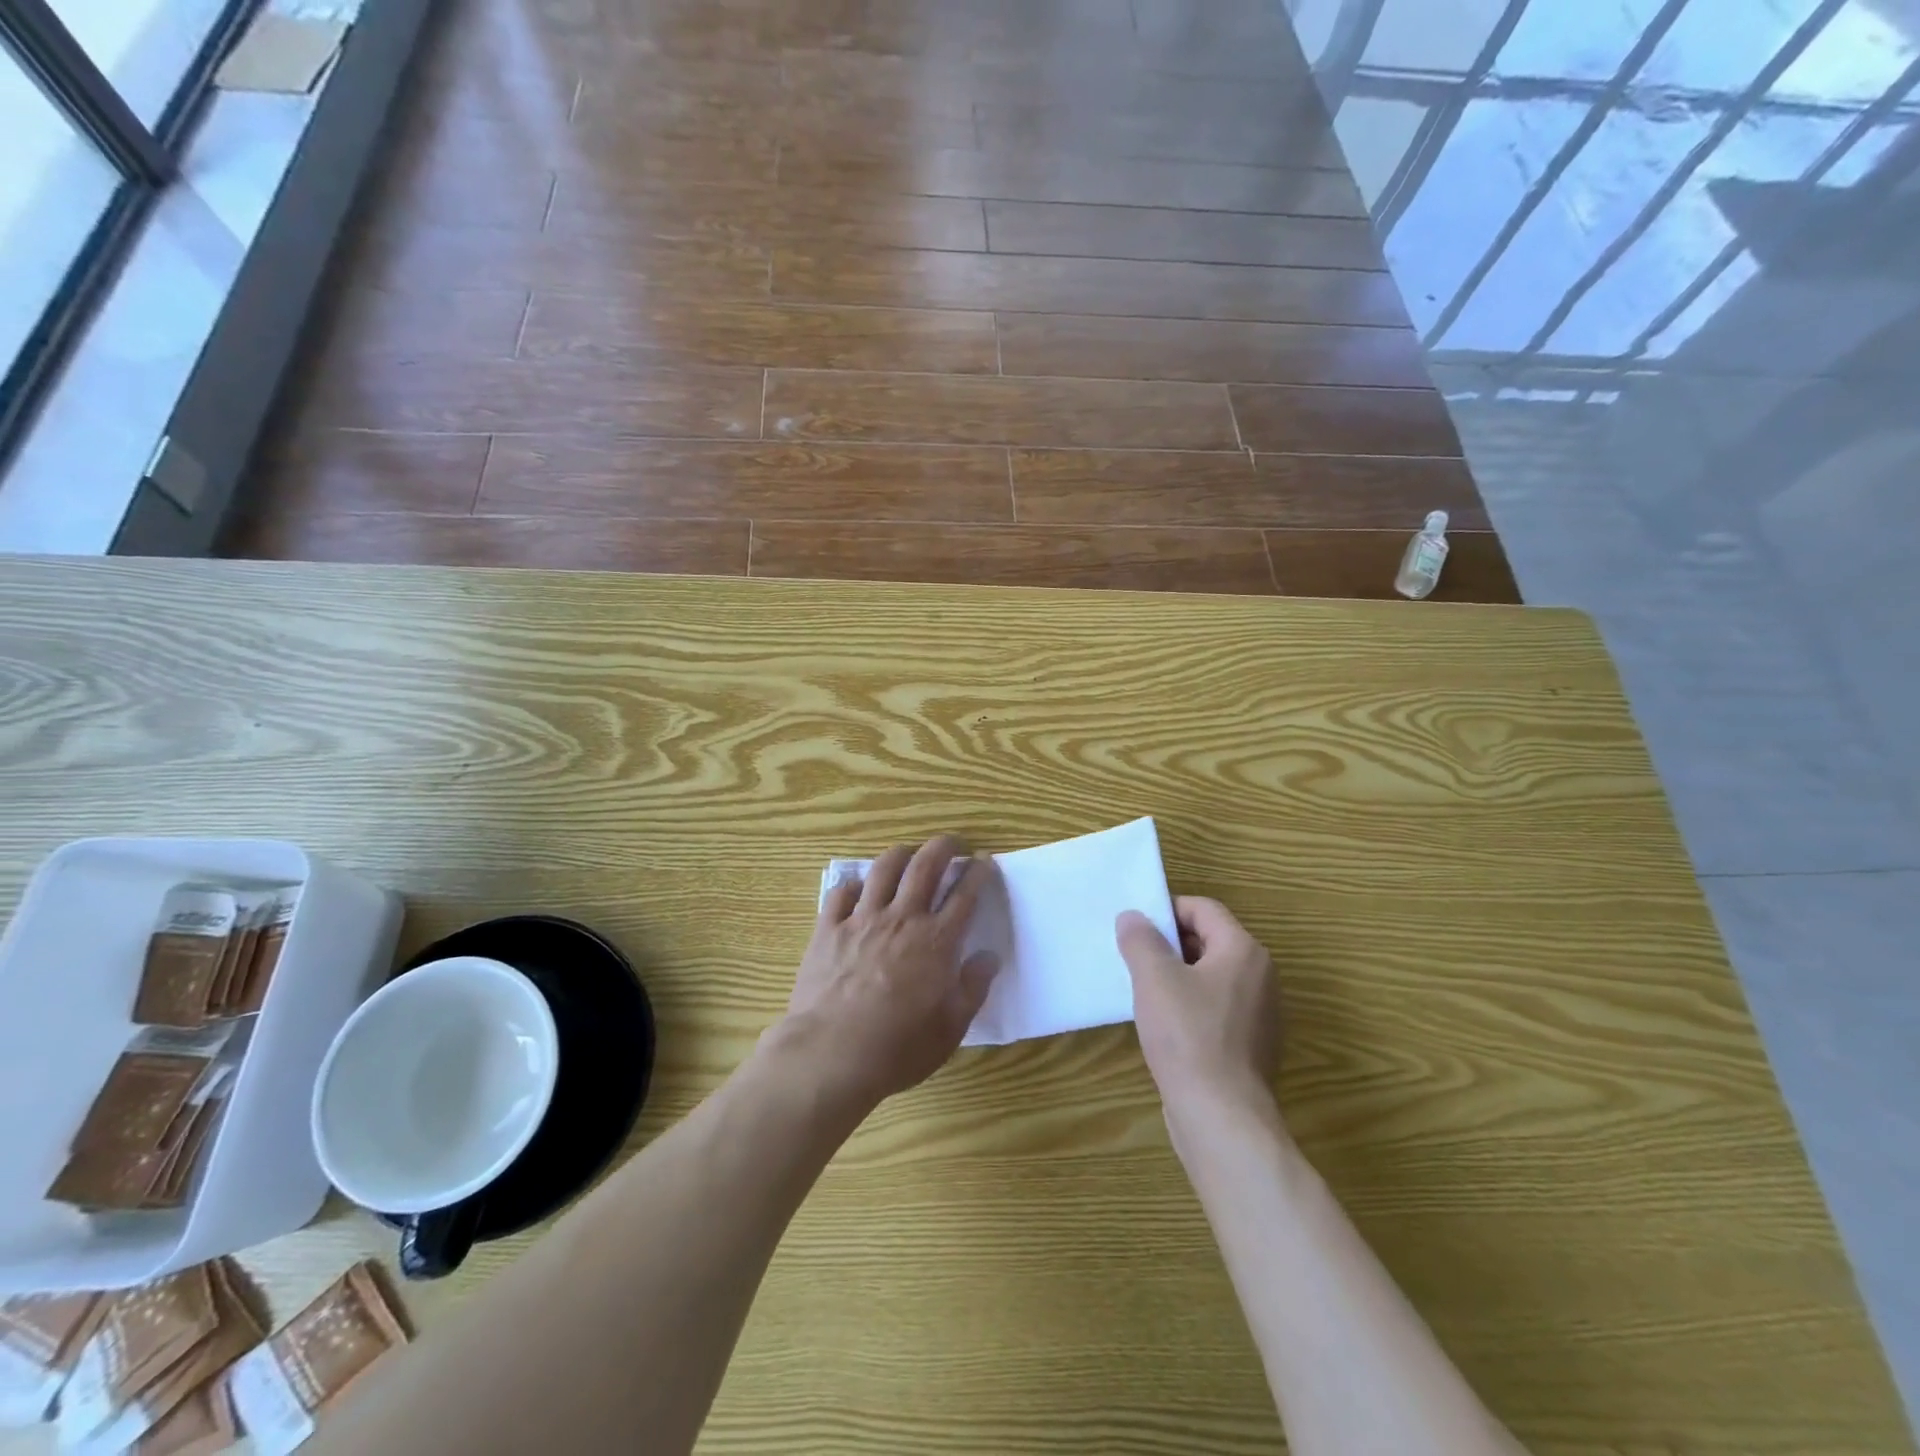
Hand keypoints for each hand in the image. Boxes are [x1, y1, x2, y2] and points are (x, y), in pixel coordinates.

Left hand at [779, 835, 1001, 1113]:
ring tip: (908, 853)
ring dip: (900, 854)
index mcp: (936, 941)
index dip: (977, 873)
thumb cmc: (898, 1046)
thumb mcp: (950, 1027)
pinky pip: (840, 893)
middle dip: (943, 847)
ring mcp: (862, 919)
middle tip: (952, 844)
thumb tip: (989, 956)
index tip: (983, 861)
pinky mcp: (828, 929)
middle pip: (925, 866)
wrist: (832, 1053)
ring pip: (883, 869)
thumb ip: (973, 987)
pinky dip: (853, 884)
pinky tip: (858, 888)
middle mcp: (902, 919)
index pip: (964, 895)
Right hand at [1116, 897, 1280, 1117]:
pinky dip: (1188, 1006)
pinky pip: (1214, 1008)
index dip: (1166, 910)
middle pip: (1209, 940)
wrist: (1221, 1118)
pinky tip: (1163, 1026)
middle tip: (1133, 957)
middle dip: (1168, 944)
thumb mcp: (1155, 978)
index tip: (1135, 928)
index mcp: (1243, 951)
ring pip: (1210, 976)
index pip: (1203, 909)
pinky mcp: (1249, 1045)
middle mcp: (1259, 976)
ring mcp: (1258, 1014)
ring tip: (1142, 990)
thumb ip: (1141, 940)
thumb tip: (1133, 917)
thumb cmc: (1188, 1037)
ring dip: (1176, 976)